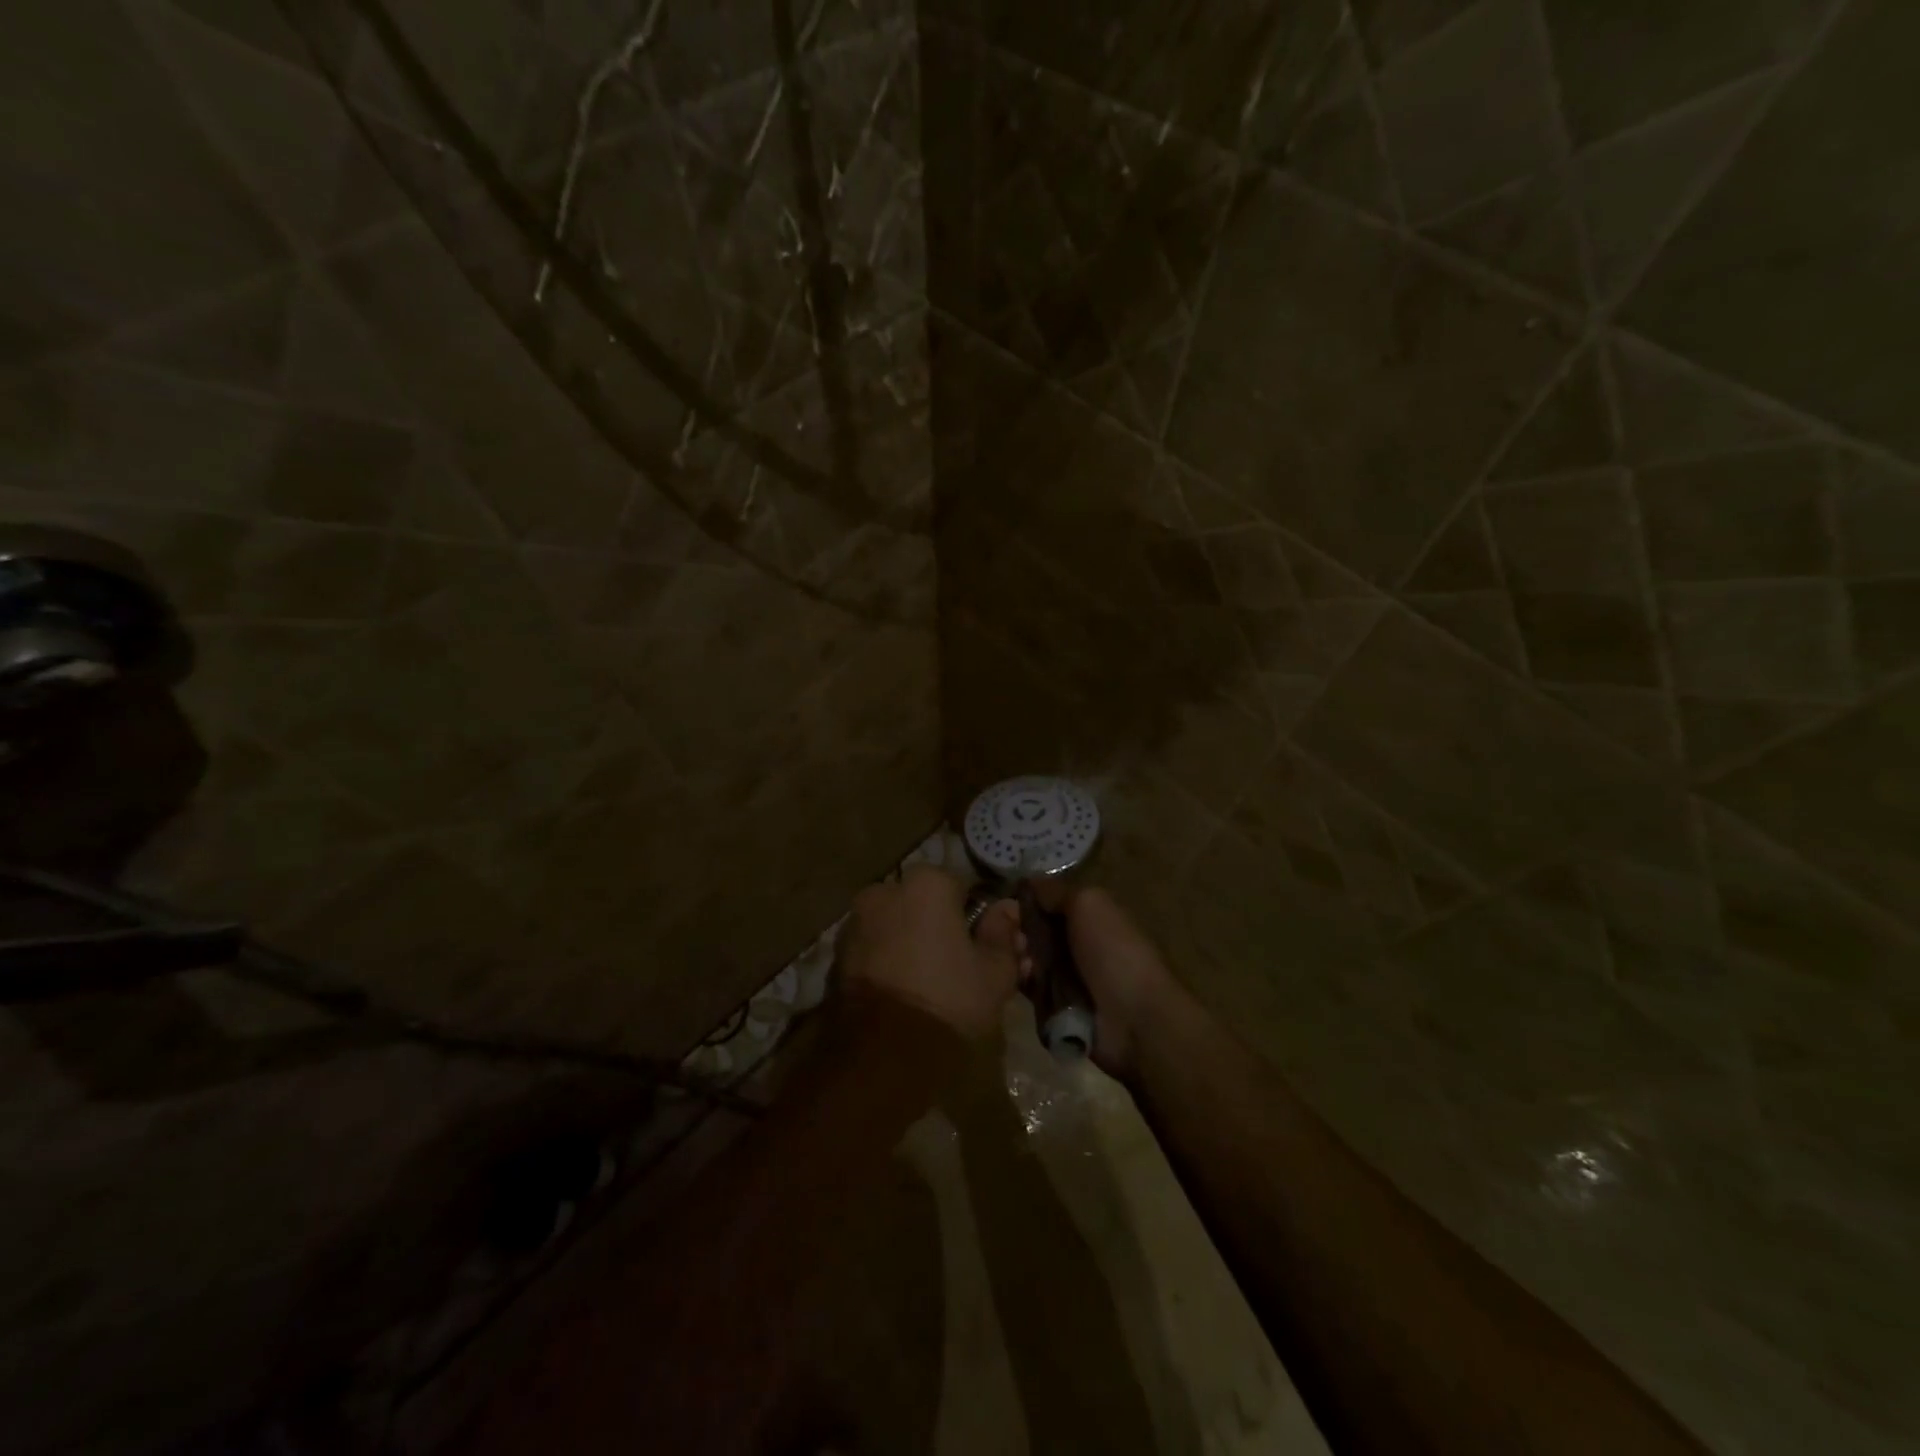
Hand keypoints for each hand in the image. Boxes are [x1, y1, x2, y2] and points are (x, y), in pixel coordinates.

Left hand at [840, 865, 1021, 1038]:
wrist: (881, 1055)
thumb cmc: (948, 1000)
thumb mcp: (995, 972)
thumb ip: (1003, 934)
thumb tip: (1007, 910)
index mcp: (926, 884)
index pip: (961, 888)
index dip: (976, 918)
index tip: (986, 948)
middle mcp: (884, 891)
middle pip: (923, 905)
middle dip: (941, 928)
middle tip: (961, 968)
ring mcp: (855, 924)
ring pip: (896, 927)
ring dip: (913, 945)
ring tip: (932, 986)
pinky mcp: (837, 957)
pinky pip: (874, 950)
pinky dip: (888, 963)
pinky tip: (905, 994)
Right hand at [1018, 885, 1179, 1078]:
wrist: (1135, 1019)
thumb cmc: (1114, 952)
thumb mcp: (1089, 903)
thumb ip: (1057, 891)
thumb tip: (1028, 882)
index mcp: (1089, 916)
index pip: (1045, 902)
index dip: (1024, 901)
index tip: (1004, 904)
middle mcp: (1076, 942)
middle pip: (1032, 930)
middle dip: (1016, 930)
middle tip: (1009, 936)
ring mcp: (1066, 975)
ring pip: (1027, 958)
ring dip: (1018, 956)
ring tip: (1019, 959)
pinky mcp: (1056, 1006)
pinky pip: (1030, 988)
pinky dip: (1023, 982)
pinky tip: (1021, 979)